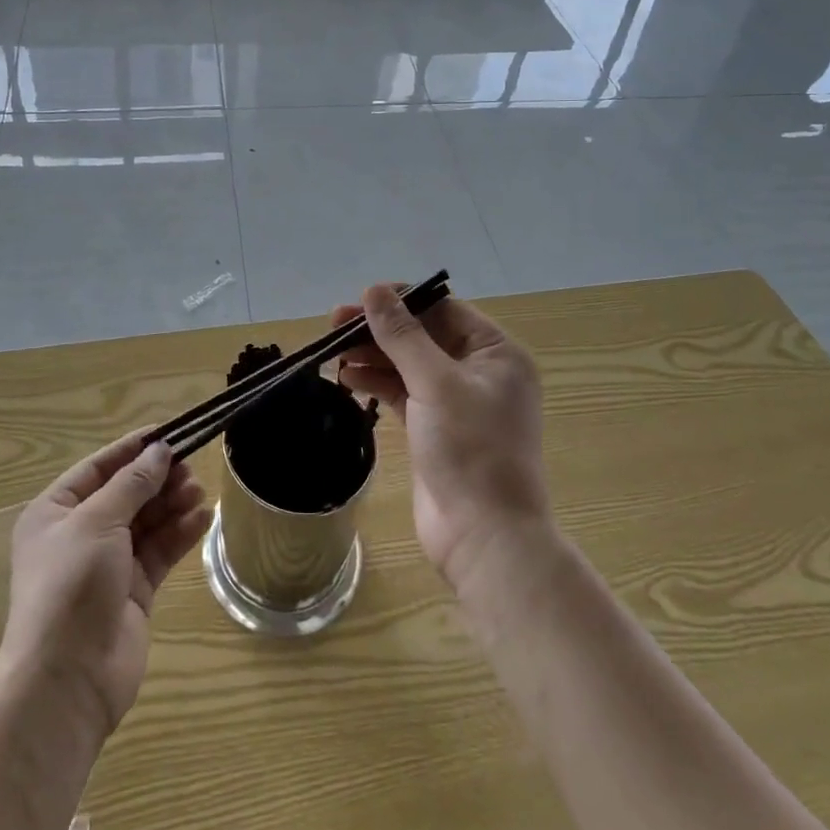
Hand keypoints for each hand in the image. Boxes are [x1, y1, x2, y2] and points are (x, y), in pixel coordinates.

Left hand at [0, 432, 211, 738]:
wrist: (67, 681)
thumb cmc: (70, 585)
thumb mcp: (98, 521)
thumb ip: (132, 483)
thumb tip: (160, 450)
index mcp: (55, 513)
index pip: (98, 468)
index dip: (132, 449)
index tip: (169, 432)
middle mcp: (79, 535)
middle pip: (126, 494)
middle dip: (157, 478)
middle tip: (191, 465)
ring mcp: (107, 565)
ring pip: (146, 522)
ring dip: (172, 503)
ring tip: (199, 490)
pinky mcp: (133, 592)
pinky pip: (159, 552)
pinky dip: (180, 533)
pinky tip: (203, 517)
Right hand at [332, 286, 551, 593]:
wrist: (485, 538)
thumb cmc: (471, 450)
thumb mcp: (435, 383)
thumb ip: (402, 335)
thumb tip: (374, 290)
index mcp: (496, 352)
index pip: (443, 309)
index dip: (401, 300)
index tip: (359, 300)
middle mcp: (480, 370)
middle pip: (423, 334)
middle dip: (380, 329)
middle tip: (334, 324)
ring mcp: (457, 401)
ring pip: (409, 363)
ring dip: (374, 355)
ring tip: (334, 351)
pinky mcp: (435, 427)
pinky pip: (403, 392)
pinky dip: (377, 382)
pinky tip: (347, 377)